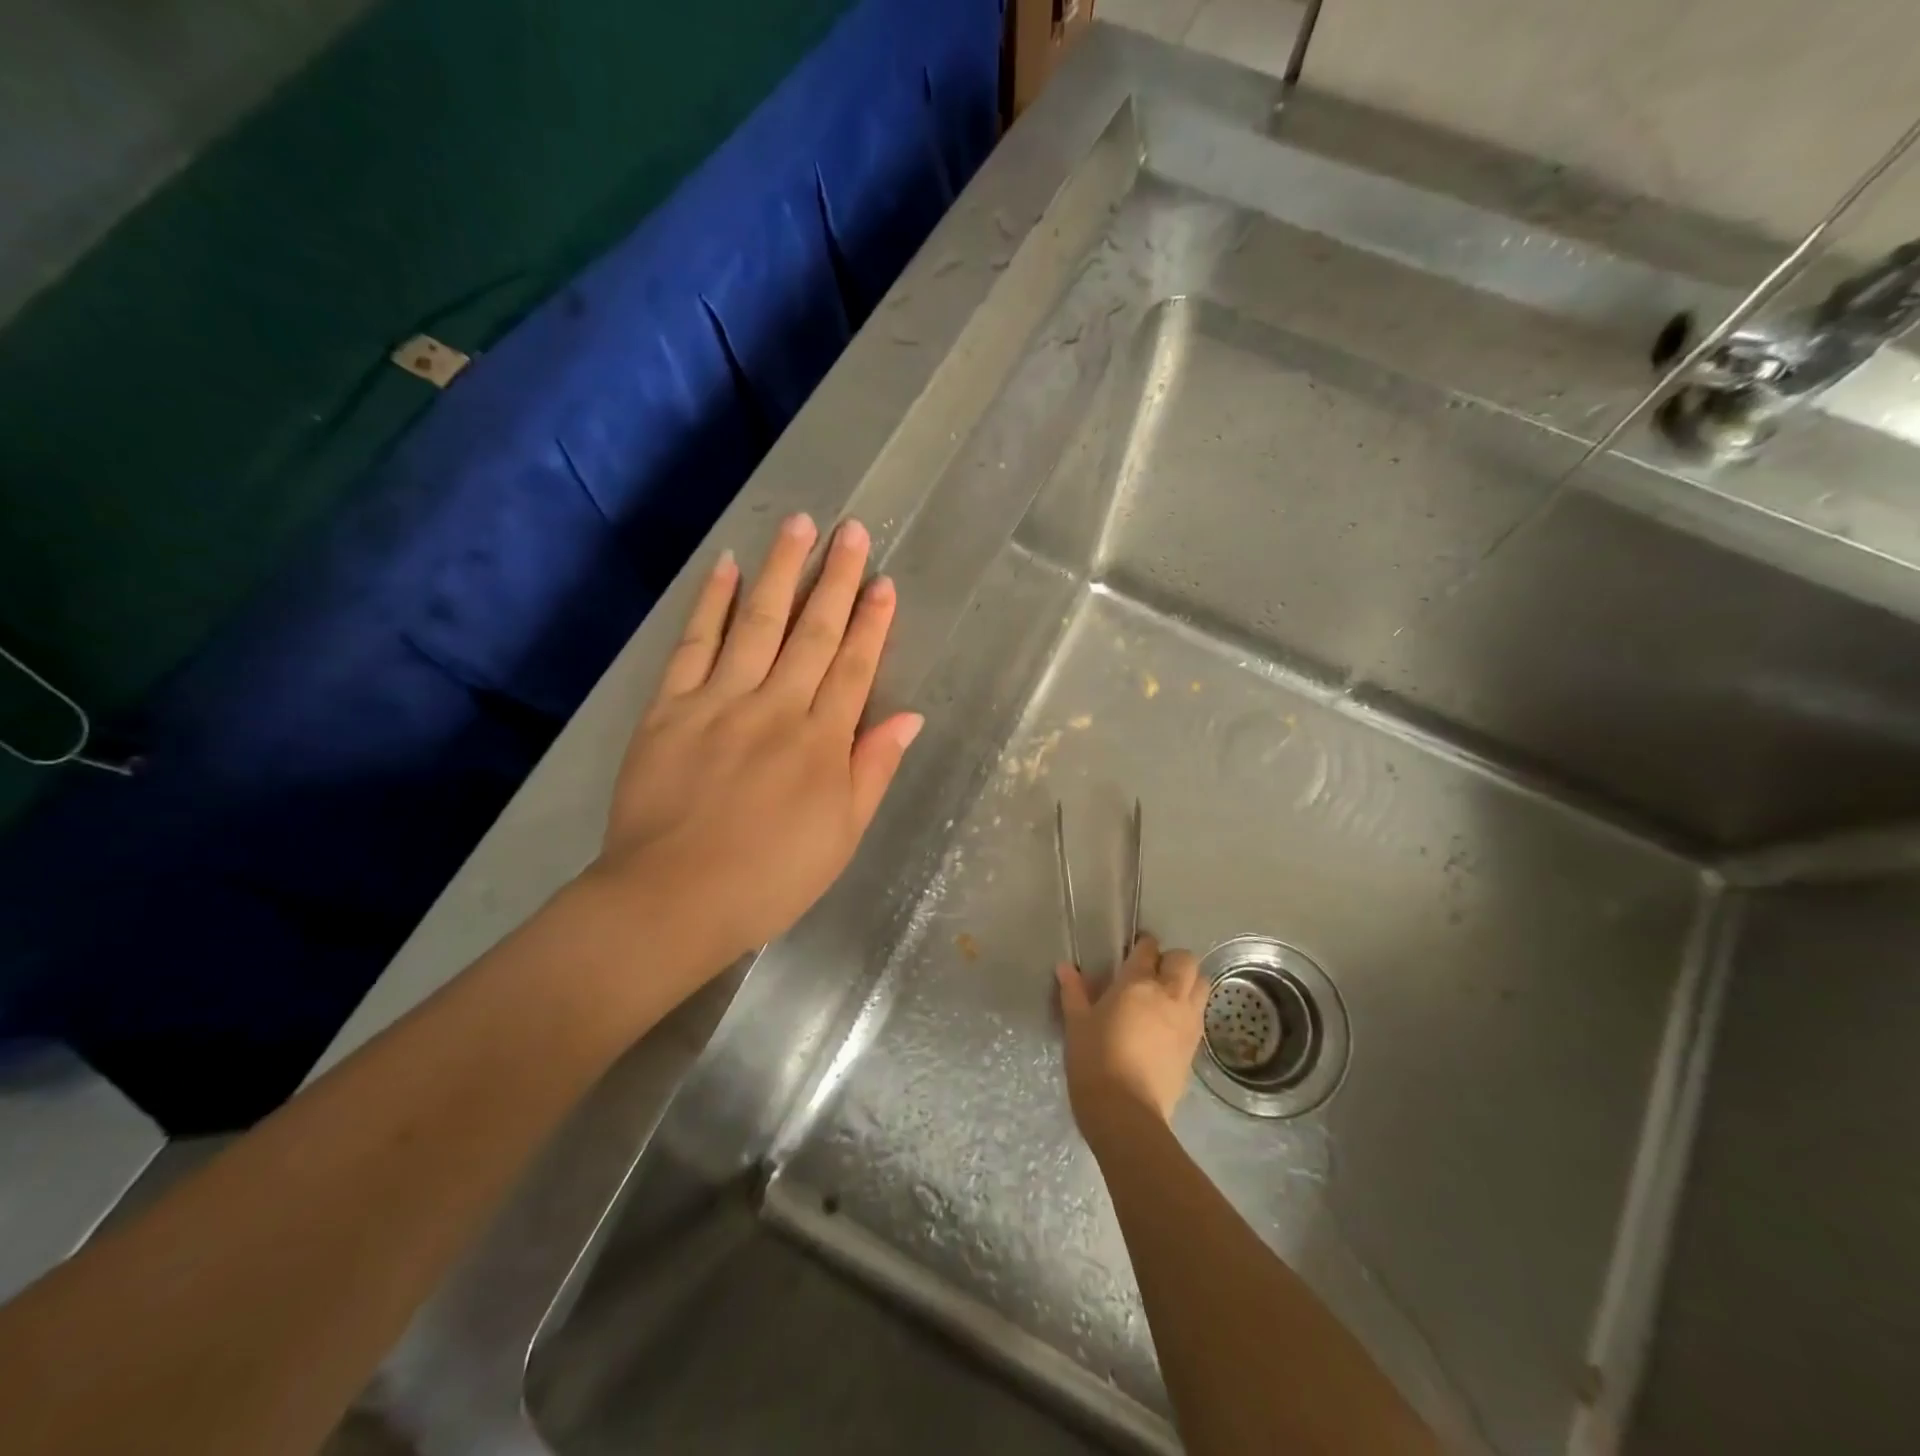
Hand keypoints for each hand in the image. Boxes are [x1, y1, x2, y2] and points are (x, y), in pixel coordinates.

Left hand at [592, 513, 922, 972]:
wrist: (673, 899)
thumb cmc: (770, 878)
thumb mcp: (842, 835)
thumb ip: (872, 769)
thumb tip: (908, 717)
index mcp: (822, 742)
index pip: (854, 667)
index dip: (872, 623)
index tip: (885, 582)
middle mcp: (776, 708)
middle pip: (812, 632)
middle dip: (836, 579)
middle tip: (851, 530)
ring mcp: (720, 702)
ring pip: (758, 624)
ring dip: (781, 571)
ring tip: (798, 525)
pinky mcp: (670, 708)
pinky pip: (695, 645)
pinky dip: (712, 604)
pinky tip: (728, 568)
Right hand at [1056, 934, 1206, 1139]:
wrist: (1126, 1113)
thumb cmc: (1095, 1061)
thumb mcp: (1077, 1024)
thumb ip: (1074, 992)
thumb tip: (1065, 967)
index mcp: (1138, 983)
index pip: (1149, 948)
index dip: (1143, 945)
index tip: (1133, 951)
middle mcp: (1169, 995)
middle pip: (1185, 960)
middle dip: (1172, 961)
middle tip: (1152, 974)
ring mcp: (1188, 1021)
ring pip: (1201, 985)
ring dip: (1188, 983)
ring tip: (1167, 997)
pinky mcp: (1195, 1048)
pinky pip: (1199, 1015)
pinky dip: (1189, 1011)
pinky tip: (1169, 1025)